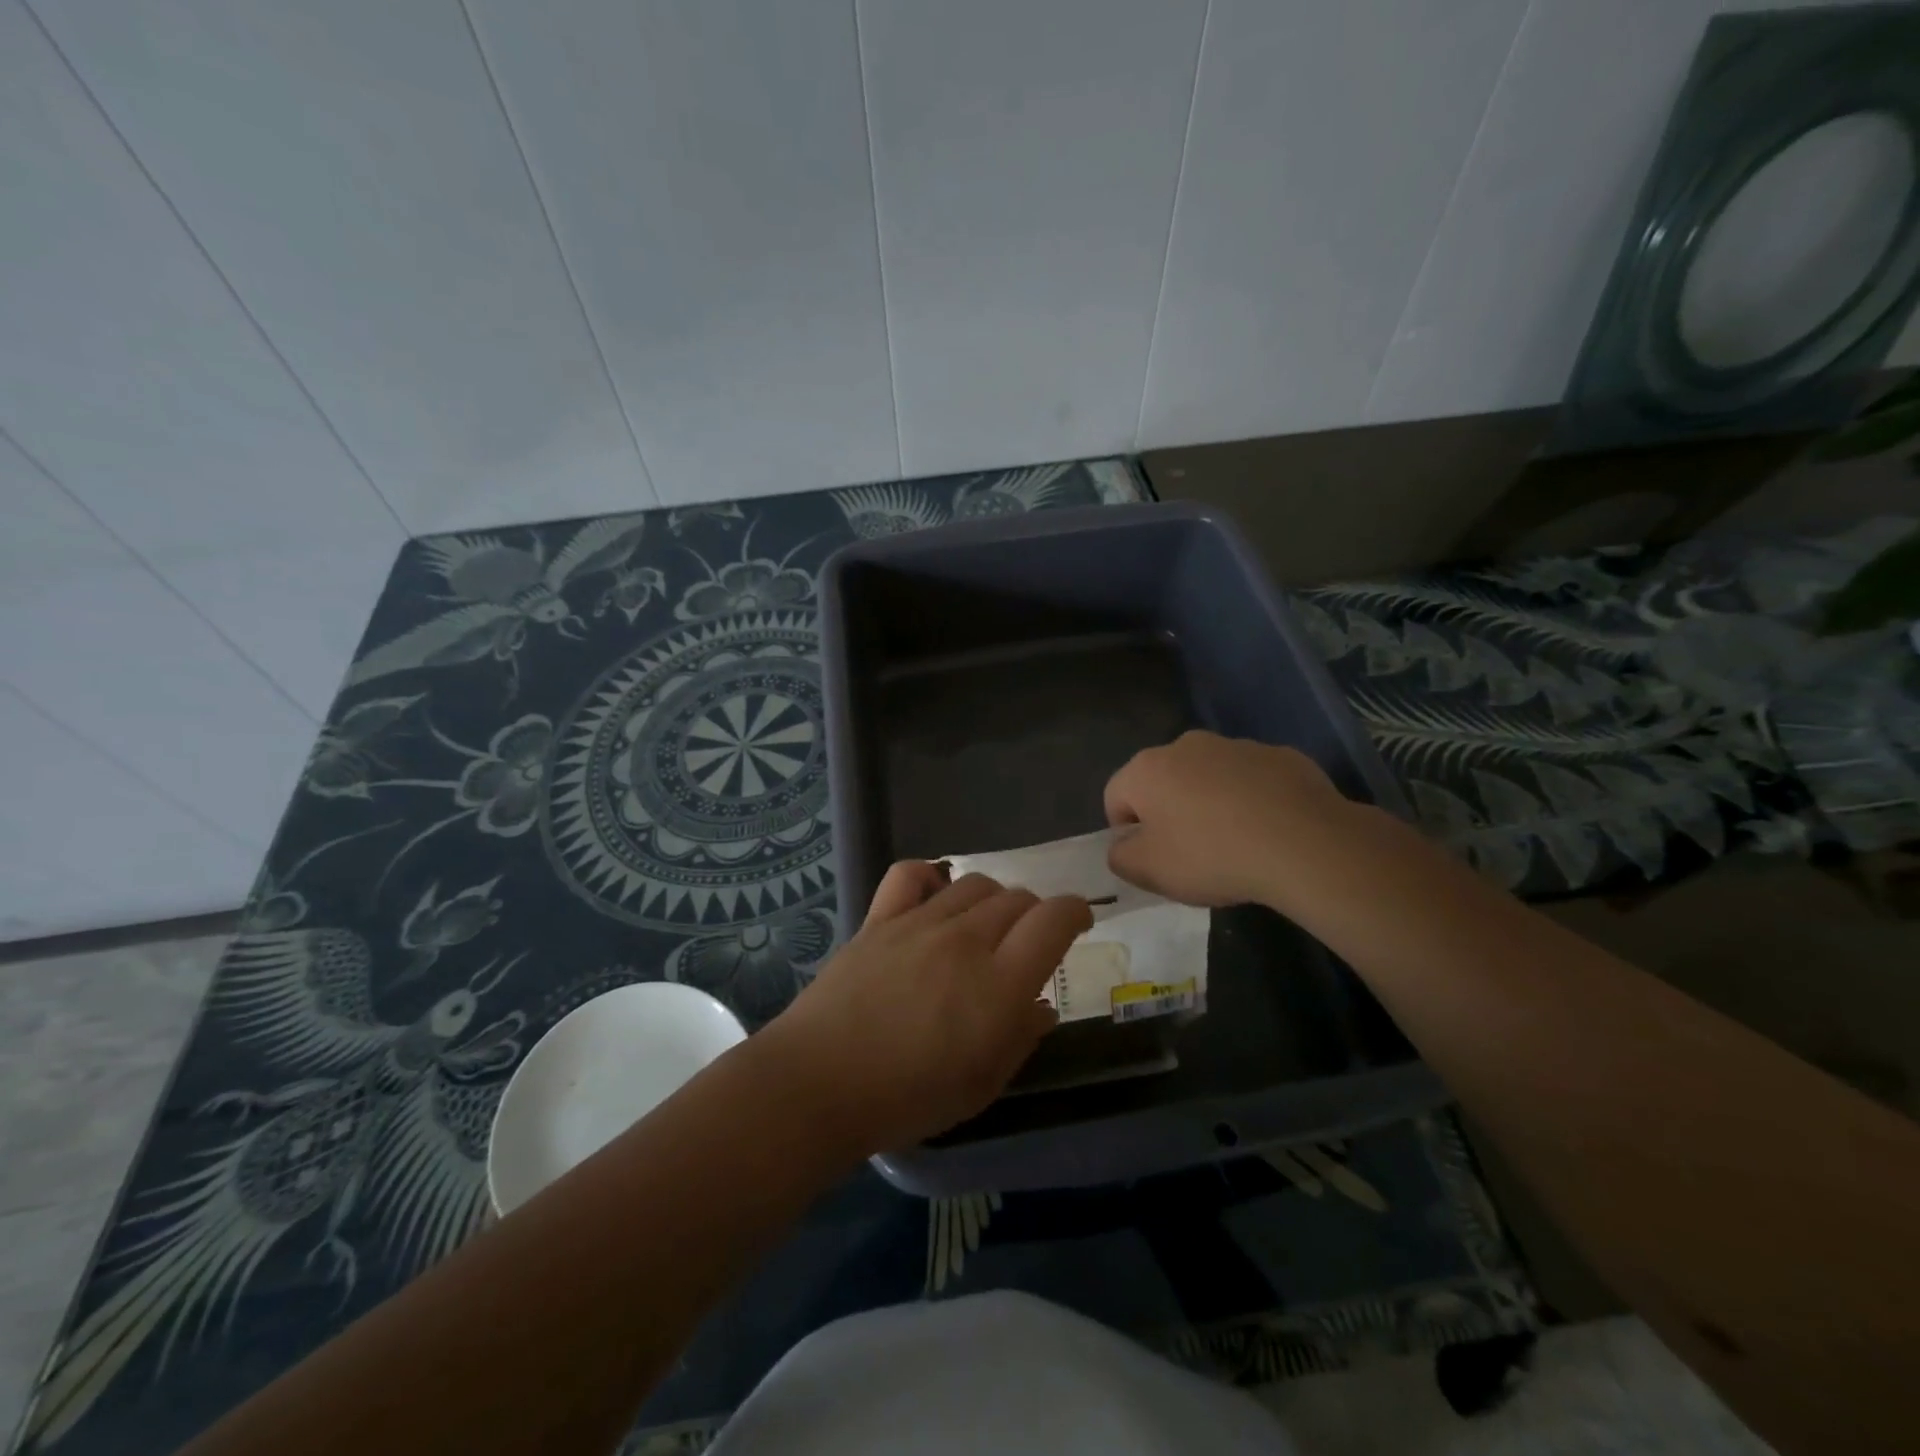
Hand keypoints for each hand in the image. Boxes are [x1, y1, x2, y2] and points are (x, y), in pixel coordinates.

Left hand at [756, 863, 1091, 1154]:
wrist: (820, 1084)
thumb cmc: (907, 1098)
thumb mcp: (982, 1086)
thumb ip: (1020, 1038)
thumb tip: (1040, 1005)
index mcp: (999, 984)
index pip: (1053, 920)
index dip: (1074, 912)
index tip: (1078, 921)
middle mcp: (965, 940)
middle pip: (1017, 898)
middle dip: (1034, 914)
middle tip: (1027, 942)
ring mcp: (919, 923)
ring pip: (974, 884)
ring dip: (992, 900)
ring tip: (984, 926)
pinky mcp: (880, 919)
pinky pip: (911, 874)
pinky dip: (931, 877)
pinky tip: (934, 898)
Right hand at [1104, 730, 1362, 909]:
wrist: (1305, 844)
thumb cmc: (1212, 856)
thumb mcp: (1150, 871)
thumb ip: (1120, 857)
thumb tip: (1123, 846)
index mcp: (1147, 768)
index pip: (1115, 796)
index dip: (1125, 831)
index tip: (1151, 859)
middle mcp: (1187, 745)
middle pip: (1163, 782)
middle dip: (1169, 813)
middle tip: (1190, 854)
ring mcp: (1237, 746)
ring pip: (1209, 778)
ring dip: (1210, 804)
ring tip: (1235, 845)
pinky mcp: (1280, 756)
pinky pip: (1252, 780)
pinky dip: (1252, 801)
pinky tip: (1269, 832)